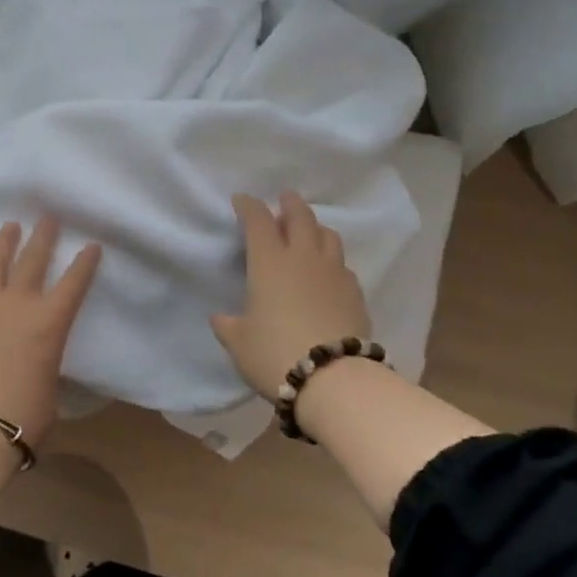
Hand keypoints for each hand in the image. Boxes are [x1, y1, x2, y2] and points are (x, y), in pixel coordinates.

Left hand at [0, 216, 101, 447]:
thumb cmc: (24, 415)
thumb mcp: (49, 385)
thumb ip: (44, 362)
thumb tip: (36, 362)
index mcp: (50, 321)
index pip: (74, 282)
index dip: (85, 262)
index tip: (91, 244)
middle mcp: (17, 304)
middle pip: (32, 259)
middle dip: (43, 236)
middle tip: (47, 218)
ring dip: (2, 244)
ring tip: (8, 227)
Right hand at [211, 191, 370, 402]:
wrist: (333, 379)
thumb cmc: (275, 354)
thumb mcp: (240, 343)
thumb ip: (228, 326)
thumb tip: (220, 318)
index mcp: (269, 263)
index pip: (258, 221)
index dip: (249, 206)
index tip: (242, 200)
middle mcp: (303, 258)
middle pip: (300, 217)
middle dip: (290, 204)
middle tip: (285, 198)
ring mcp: (333, 273)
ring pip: (327, 236)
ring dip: (316, 227)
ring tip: (309, 231)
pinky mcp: (355, 293)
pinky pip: (343, 265)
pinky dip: (332, 260)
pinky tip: (328, 272)